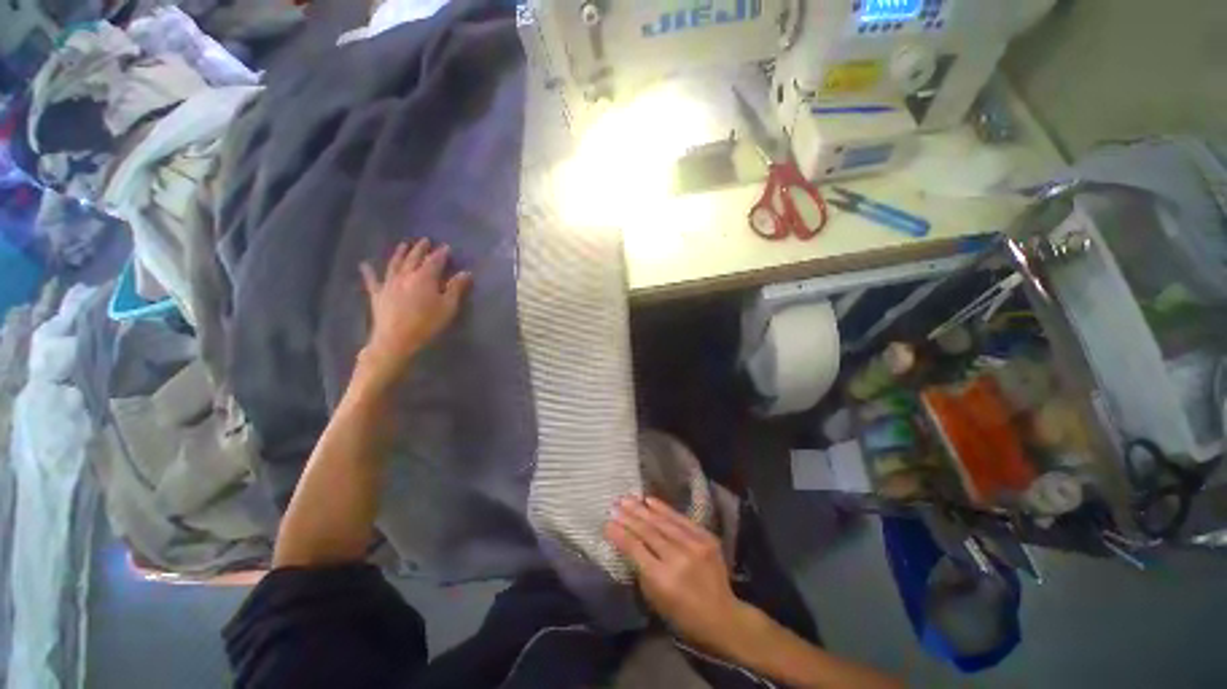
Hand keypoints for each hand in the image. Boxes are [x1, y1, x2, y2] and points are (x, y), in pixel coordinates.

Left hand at [358, 239, 471, 386]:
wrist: (396, 340)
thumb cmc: (427, 323)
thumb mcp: (448, 307)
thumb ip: (457, 288)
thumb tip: (466, 272)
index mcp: (424, 277)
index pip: (435, 260)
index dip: (441, 253)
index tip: (446, 247)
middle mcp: (405, 275)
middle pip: (414, 258)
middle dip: (420, 249)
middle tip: (425, 240)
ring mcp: (389, 283)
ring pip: (395, 263)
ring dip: (400, 253)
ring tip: (404, 245)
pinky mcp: (378, 294)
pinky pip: (372, 280)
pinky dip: (368, 271)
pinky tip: (364, 264)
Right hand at [606, 496, 753, 654]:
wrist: (723, 616)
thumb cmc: (683, 615)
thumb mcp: (655, 600)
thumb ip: (642, 570)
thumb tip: (628, 543)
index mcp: (663, 579)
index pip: (636, 549)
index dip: (620, 534)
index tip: (607, 523)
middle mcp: (678, 558)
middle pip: (648, 532)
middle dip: (628, 517)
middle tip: (614, 505)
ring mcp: (694, 545)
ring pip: (663, 522)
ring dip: (642, 509)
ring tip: (627, 498)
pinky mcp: (706, 537)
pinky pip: (680, 519)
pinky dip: (663, 508)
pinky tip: (650, 500)